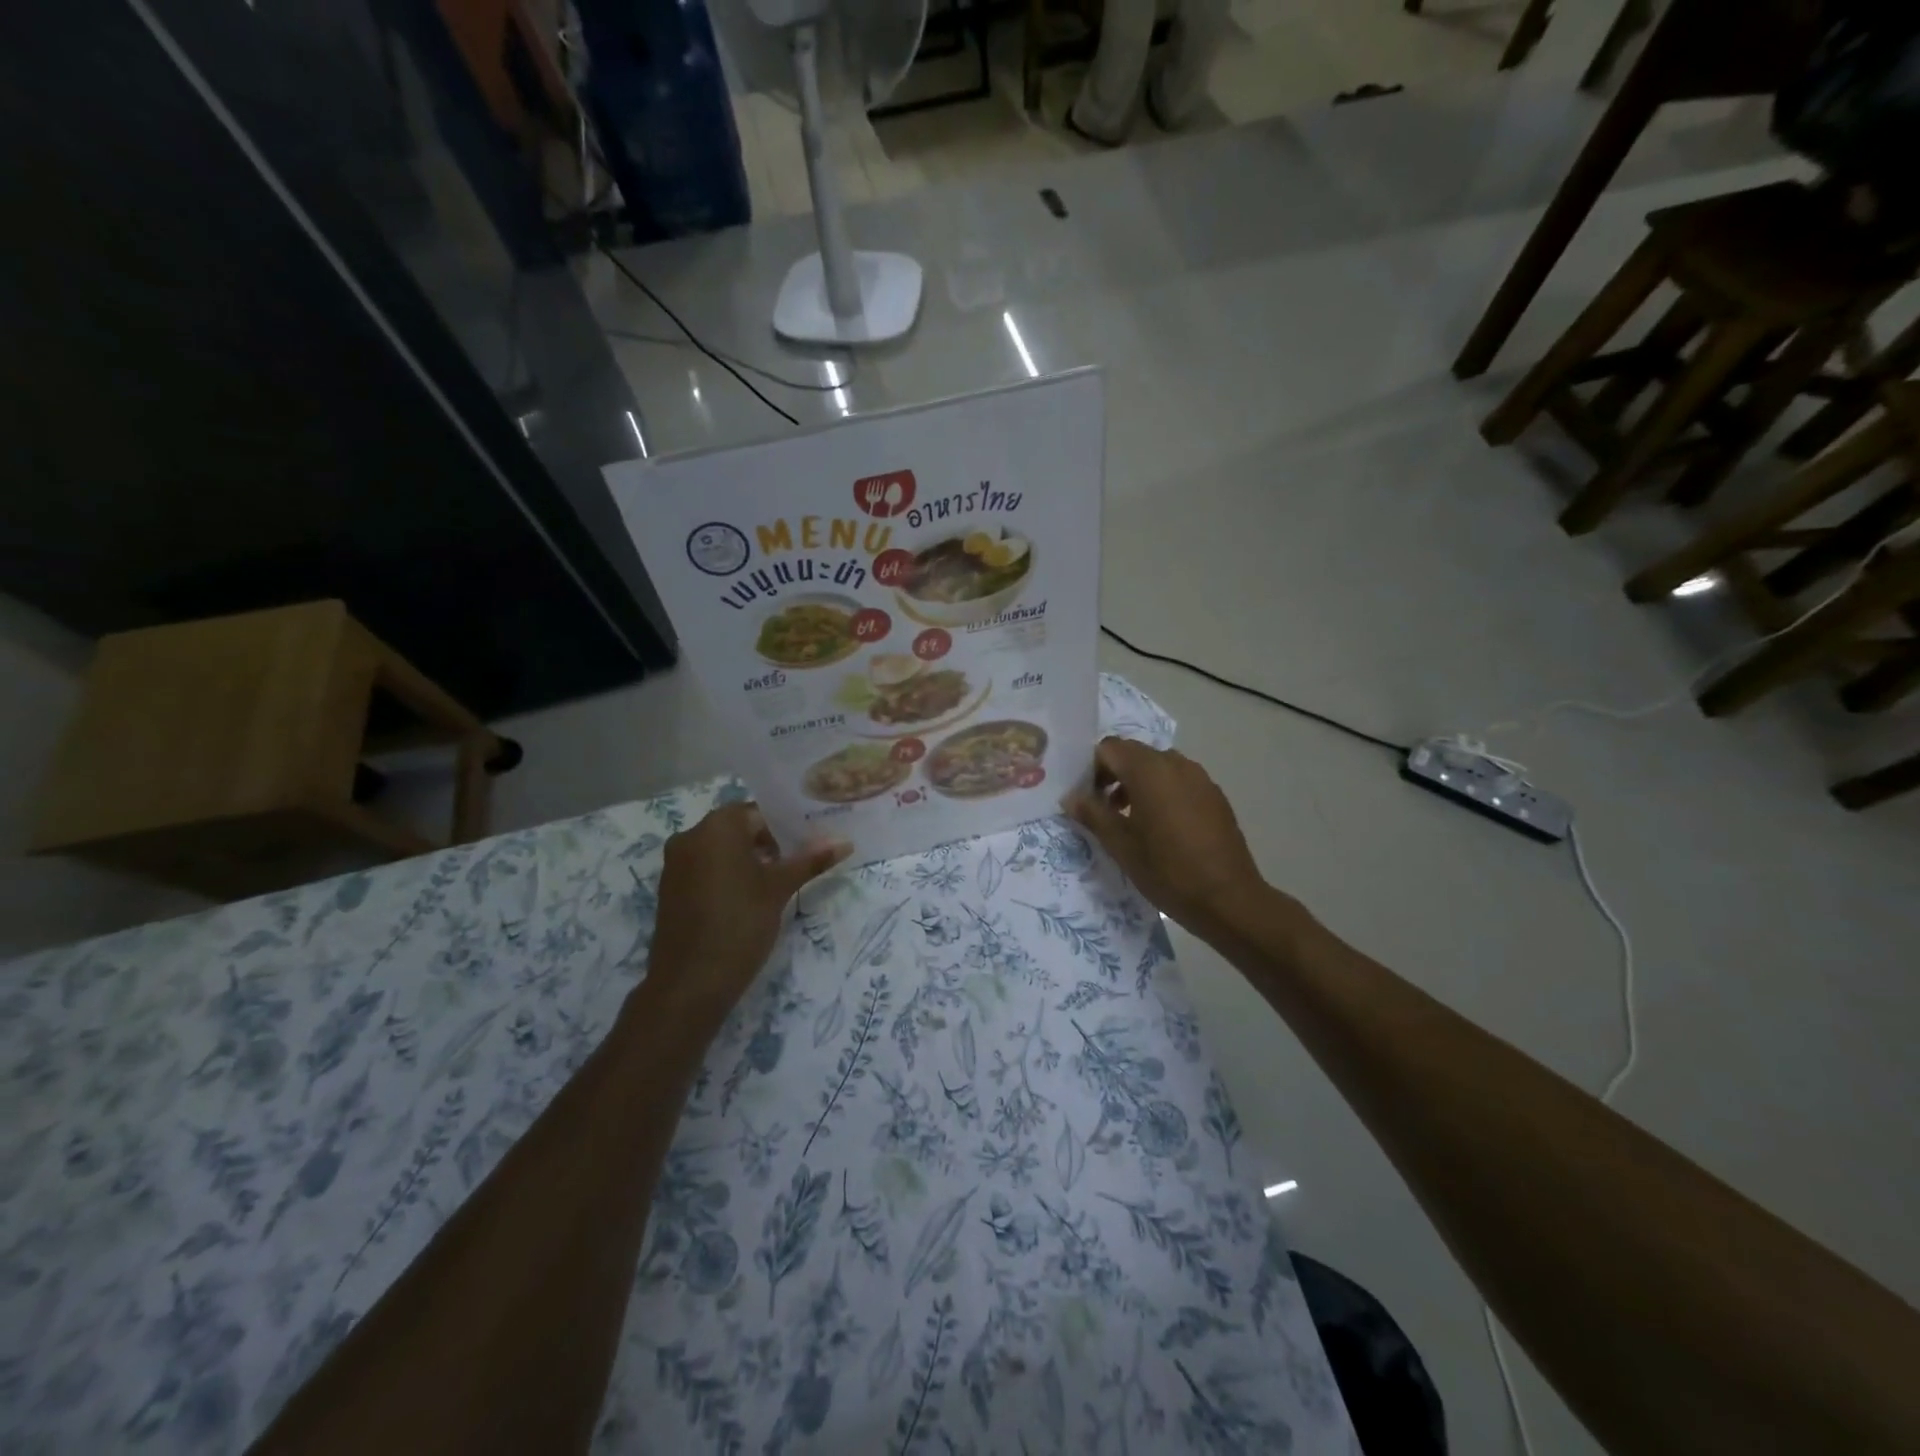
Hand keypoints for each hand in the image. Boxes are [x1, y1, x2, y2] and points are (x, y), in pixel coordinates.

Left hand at [643, 803, 849, 1027]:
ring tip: (778, 882)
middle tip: (799, 863)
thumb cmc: (740, 923)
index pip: (759, 813)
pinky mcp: (671, 888)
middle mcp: (691, 835)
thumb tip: (845, 842)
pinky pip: (705, 868)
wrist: (690, 981)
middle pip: (739, 828)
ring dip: (748, 860)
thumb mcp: (780, 889)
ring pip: (721, 850)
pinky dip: (727, 875)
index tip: (809, 844)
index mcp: (717, 826)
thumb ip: (811, 860)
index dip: (787, 827)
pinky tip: (749, 899)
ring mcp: (676, 863)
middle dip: (769, 843)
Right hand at [1066, 738, 1268, 935]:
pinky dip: (1162, 792)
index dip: (1091, 769)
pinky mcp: (1215, 795)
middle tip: (1102, 809)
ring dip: (1137, 783)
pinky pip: (1179, 781)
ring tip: (1130, 820)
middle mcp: (1176, 764)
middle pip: (1134, 753)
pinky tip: (1161, 828)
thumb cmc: (1167, 870)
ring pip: (1157, 766)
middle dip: (1113, 774)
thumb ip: (1093, 814)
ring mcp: (1200, 778)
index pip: (1109, 748)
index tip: (1086, 798)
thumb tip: (1071, 797)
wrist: (1228, 899)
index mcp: (1149, 770)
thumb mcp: (1121, 845)